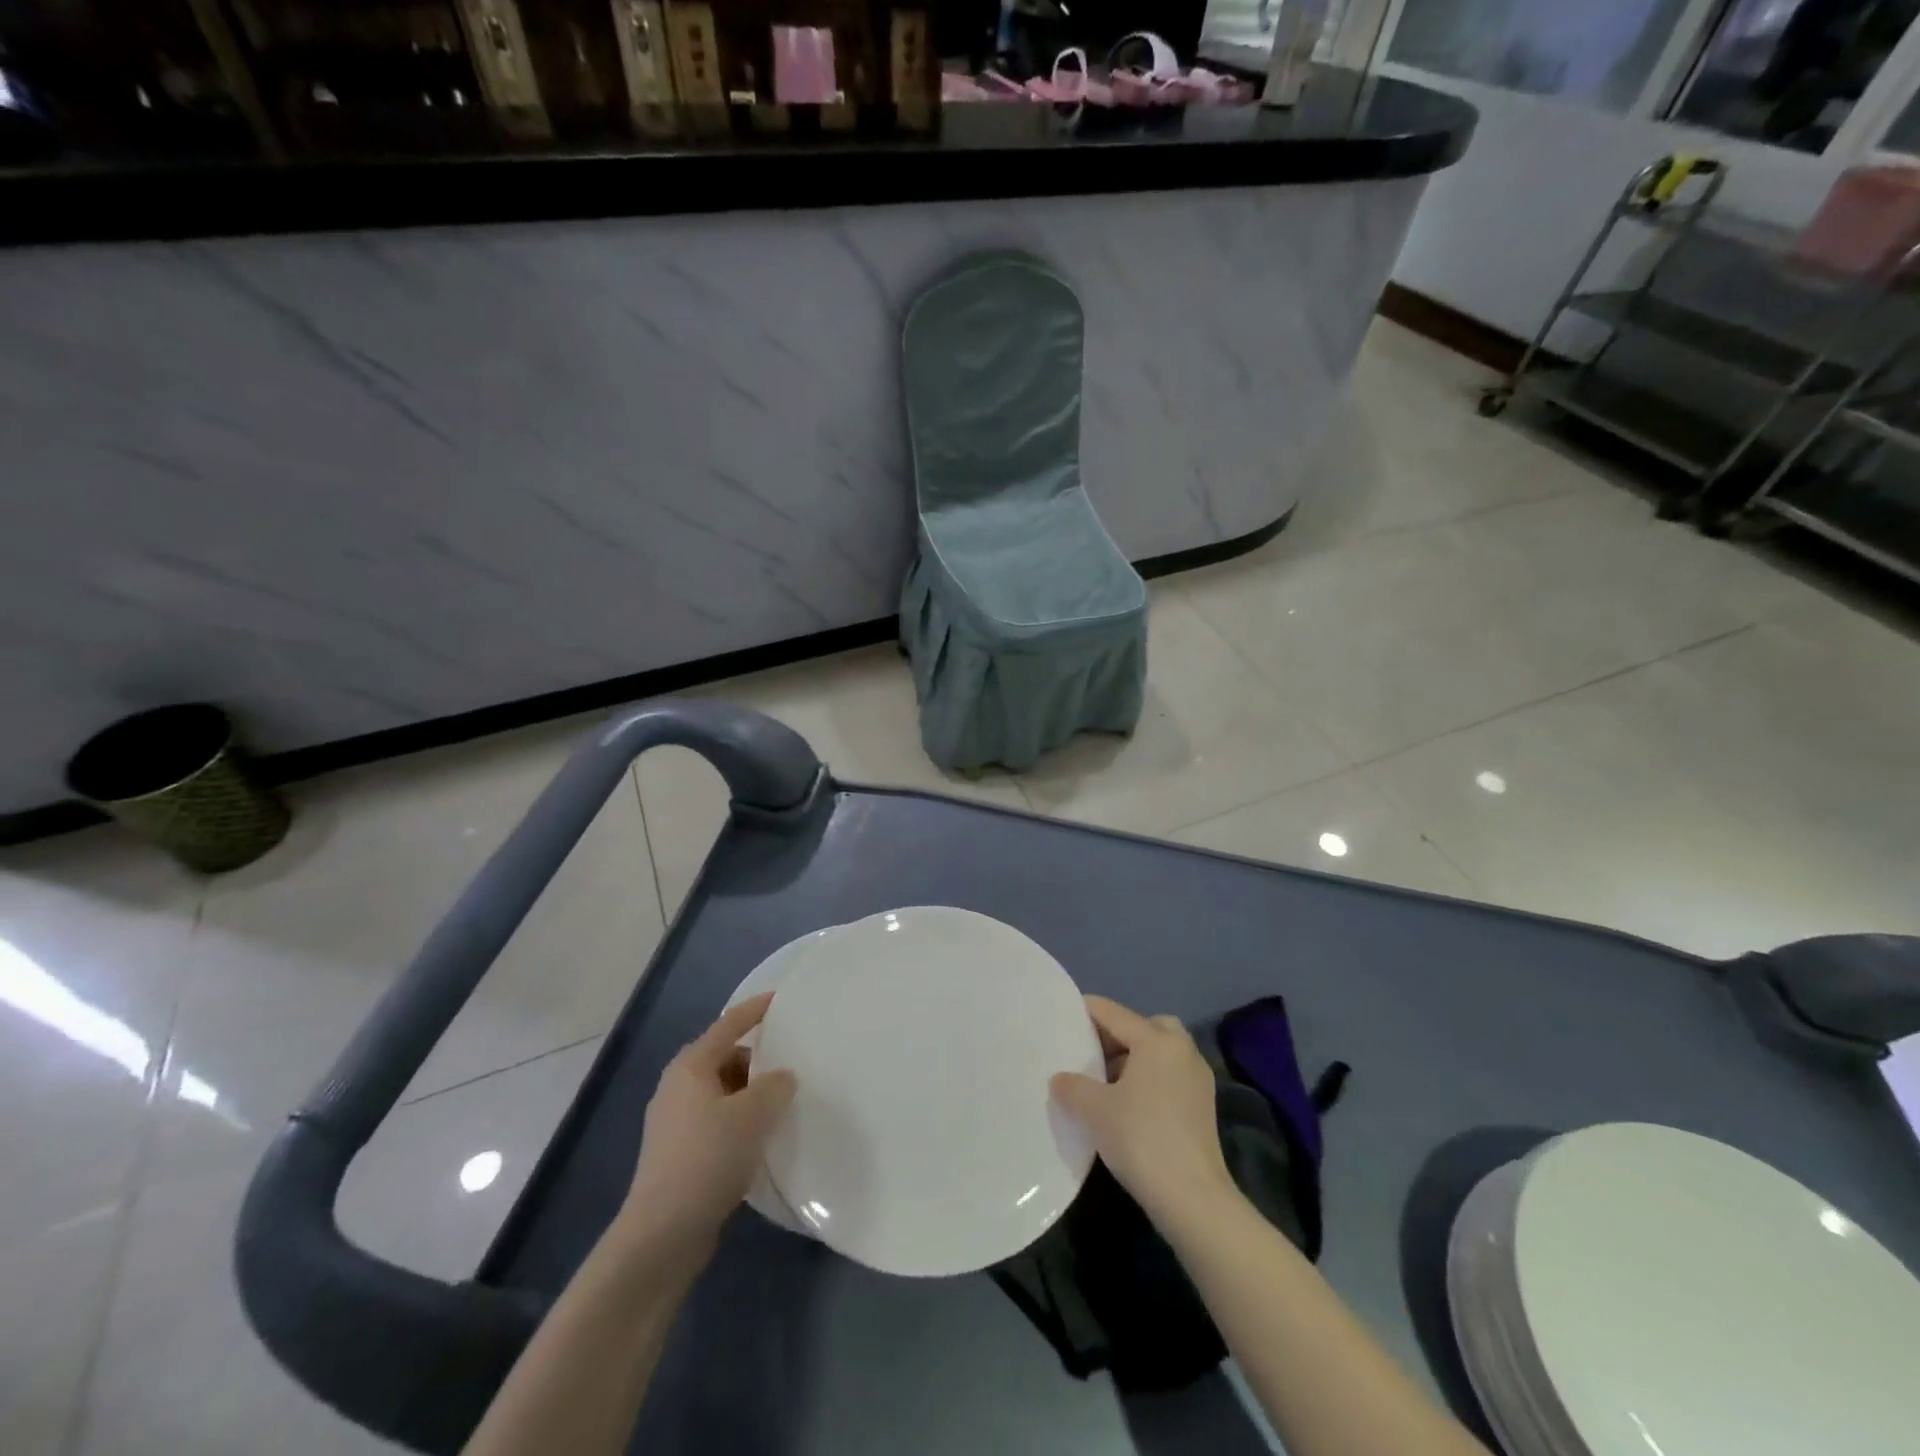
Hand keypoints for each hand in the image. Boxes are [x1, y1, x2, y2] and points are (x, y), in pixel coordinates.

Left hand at [622, 993, 796, 1251]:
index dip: (755, 1010)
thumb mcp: (752, 1115)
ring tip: (784, 1103)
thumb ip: (775, 1086)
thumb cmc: (707, 1159)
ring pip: (723, 1092)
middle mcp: (678, 1087)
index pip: (729, 1024)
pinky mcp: (680, 1154)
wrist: (661, 1235)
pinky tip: (763, 1139)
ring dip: (751, 1094)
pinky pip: (718, 1121)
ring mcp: (675, 1123)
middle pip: (725, 1057)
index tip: (781, 999)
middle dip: (758, 1058)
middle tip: (793, 1061)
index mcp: (691, 1066)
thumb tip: (782, 1077)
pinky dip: (741, 1121)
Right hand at [1051, 995, 1232, 1223]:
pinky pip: (1170, 1074)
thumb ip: (1072, 1086)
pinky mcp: (1203, 1105)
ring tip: (1105, 1080)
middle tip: (1091, 1049)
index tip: (1064, 1013)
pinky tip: (1128, 1102)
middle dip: (1117, 1033)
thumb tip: (1059, 1079)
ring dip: (1134, 1057)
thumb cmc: (1141, 1139)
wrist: (1193, 1198)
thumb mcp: (1095, 1110)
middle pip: (1145, 1026)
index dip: (1087, 1010)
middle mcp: (1182, 1050)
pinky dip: (1149, 1077)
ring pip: (1160, 1051)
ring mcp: (1197, 1078)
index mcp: (1156, 1040)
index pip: (1114, 1013)